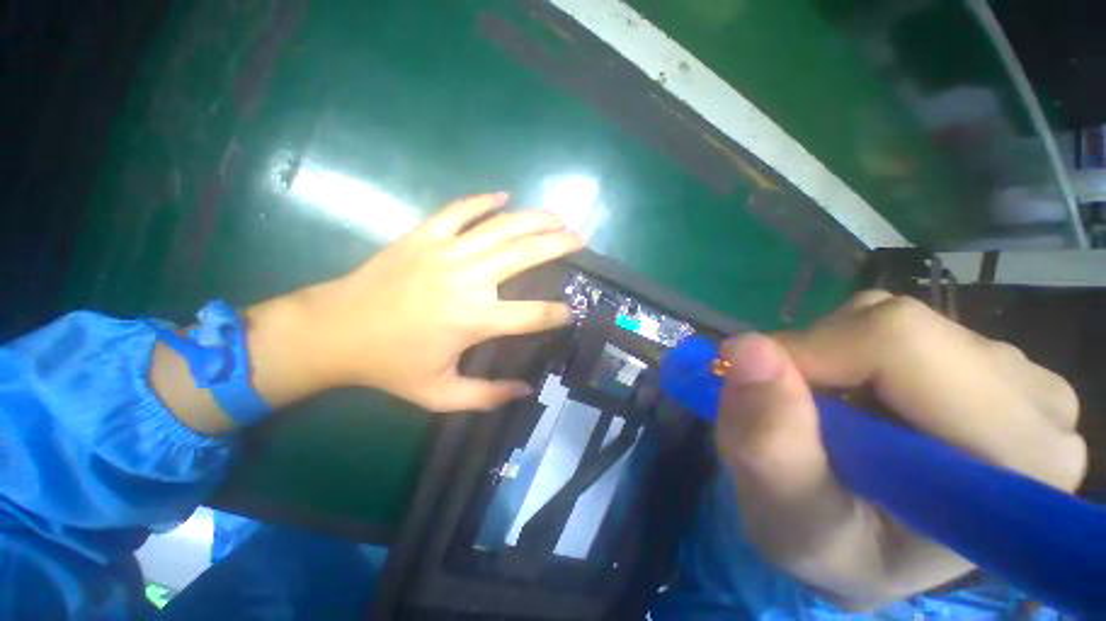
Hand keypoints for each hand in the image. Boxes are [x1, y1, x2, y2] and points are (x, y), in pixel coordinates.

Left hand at [298, 192, 583, 411]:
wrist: (333, 331)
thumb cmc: (389, 366)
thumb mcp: (439, 394)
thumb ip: (487, 396)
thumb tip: (526, 390)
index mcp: (474, 319)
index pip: (533, 314)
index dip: (558, 313)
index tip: (573, 310)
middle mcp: (468, 279)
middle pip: (526, 254)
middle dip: (560, 244)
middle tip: (581, 238)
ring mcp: (445, 251)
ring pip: (501, 227)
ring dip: (534, 218)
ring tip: (558, 216)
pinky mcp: (423, 236)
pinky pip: (459, 210)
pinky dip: (483, 200)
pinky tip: (503, 195)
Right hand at [714, 291, 1084, 608]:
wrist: (867, 545)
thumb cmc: (832, 548)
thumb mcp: (787, 518)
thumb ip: (768, 444)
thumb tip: (745, 347)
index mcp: (1014, 464)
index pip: (901, 346)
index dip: (813, 355)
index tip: (769, 391)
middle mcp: (1038, 409)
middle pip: (899, 325)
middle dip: (819, 357)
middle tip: (798, 410)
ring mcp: (1019, 377)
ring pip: (893, 318)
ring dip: (832, 357)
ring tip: (828, 415)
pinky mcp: (989, 361)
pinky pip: (896, 323)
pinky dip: (850, 352)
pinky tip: (855, 399)